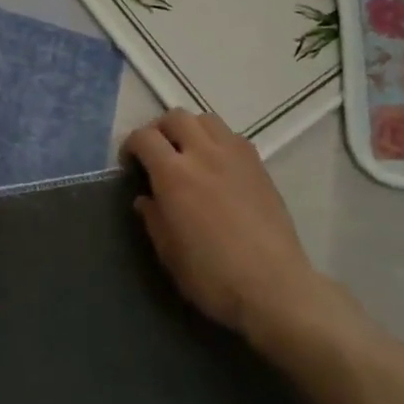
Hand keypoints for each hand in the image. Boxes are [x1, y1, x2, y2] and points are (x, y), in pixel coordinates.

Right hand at [122, 109, 330, 342]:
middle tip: (156, 154)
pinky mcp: (259, 165)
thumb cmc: (213, 276)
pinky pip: (231, 135)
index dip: (131, 146)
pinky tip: (216, 166)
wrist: (273, 286)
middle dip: (159, 130)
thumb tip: (146, 198)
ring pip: (206, 119)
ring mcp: (236, 155)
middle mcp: (204, 153)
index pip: (145, 137)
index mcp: (174, 175)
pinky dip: (216, 140)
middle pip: (175, 117)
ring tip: (187, 153)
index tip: (130, 165)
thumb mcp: (169, 253)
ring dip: (190, 129)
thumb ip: (153, 218)